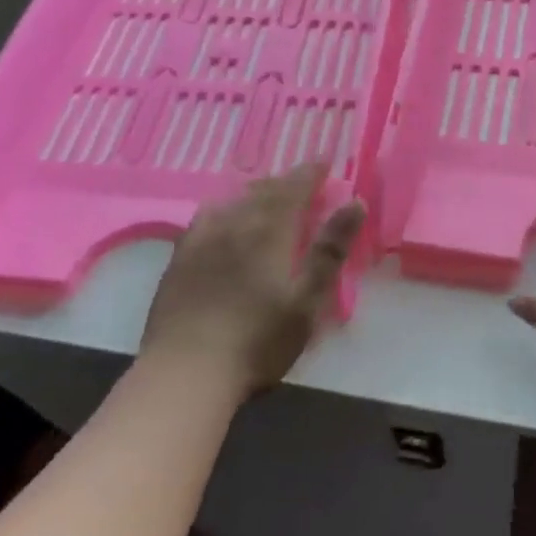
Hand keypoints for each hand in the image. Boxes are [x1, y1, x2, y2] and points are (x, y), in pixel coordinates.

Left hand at [139, 162, 364, 403]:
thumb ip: (330, 250)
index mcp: (269, 231)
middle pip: (263, 191)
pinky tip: (222, 218)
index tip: (324, 163)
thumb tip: (355, 202)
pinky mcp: (180, 259)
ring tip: (267, 195)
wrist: (185, 372)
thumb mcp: (307, 300)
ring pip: (233, 201)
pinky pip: (204, 218)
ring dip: (255, 193)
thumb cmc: (258, 341)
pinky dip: (223, 209)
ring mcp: (202, 240)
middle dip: (286, 182)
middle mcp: (235, 224)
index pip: (293, 189)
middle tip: (302, 183)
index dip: (310, 173)